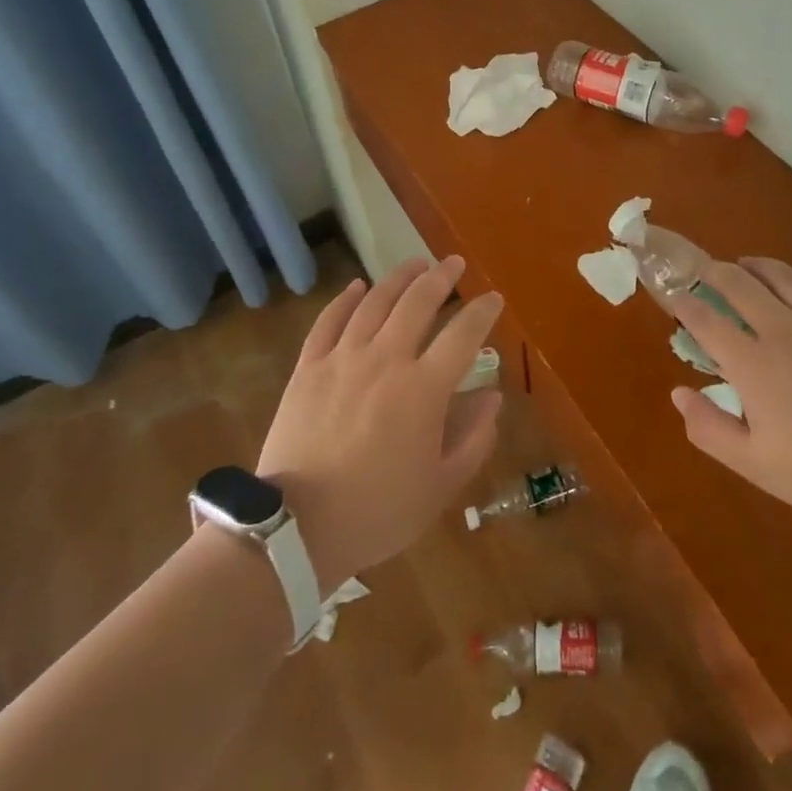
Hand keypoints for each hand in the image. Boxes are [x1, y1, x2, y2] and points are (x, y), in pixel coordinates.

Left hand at [256, 256, 503, 591]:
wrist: (297, 528)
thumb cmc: (378, 511)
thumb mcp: (440, 487)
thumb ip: (473, 439)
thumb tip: (493, 397)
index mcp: (423, 388)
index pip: (463, 335)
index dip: (482, 312)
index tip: (494, 298)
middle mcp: (386, 359)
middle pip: (418, 302)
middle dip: (441, 277)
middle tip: (454, 263)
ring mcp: (343, 358)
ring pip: (375, 302)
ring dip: (399, 278)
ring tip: (415, 263)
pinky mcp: (309, 367)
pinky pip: (329, 320)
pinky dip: (345, 299)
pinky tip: (356, 286)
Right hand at [668, 258, 791, 535]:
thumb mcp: (757, 465)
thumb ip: (710, 428)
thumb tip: (678, 393)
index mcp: (752, 363)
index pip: (705, 319)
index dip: (684, 304)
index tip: (675, 299)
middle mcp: (782, 328)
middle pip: (738, 282)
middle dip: (713, 271)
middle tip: (704, 272)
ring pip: (780, 274)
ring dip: (754, 265)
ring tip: (744, 265)